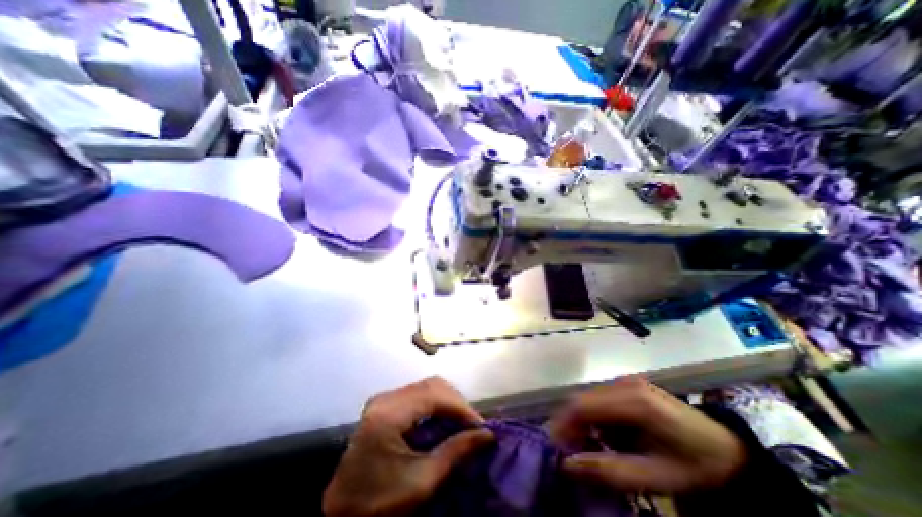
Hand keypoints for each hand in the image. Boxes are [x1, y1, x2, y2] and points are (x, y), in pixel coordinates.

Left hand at [325, 377, 496, 514]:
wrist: (341, 514)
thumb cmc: (379, 503)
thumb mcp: (421, 482)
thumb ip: (456, 452)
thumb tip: (488, 435)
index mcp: (389, 413)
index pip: (435, 395)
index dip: (462, 408)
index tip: (482, 427)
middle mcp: (386, 397)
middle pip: (432, 385)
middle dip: (457, 403)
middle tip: (473, 426)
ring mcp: (384, 398)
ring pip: (426, 387)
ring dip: (448, 402)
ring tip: (463, 424)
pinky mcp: (385, 404)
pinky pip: (418, 394)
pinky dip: (436, 404)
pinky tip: (445, 420)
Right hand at [551, 376, 743, 492]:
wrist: (727, 450)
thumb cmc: (694, 466)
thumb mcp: (656, 477)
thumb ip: (610, 470)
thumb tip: (567, 464)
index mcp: (635, 401)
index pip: (584, 406)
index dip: (564, 424)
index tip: (554, 447)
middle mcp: (625, 383)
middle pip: (583, 398)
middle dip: (570, 424)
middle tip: (568, 451)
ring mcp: (626, 380)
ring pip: (588, 397)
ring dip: (581, 421)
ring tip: (585, 446)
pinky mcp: (627, 384)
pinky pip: (599, 397)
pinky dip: (593, 416)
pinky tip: (603, 435)